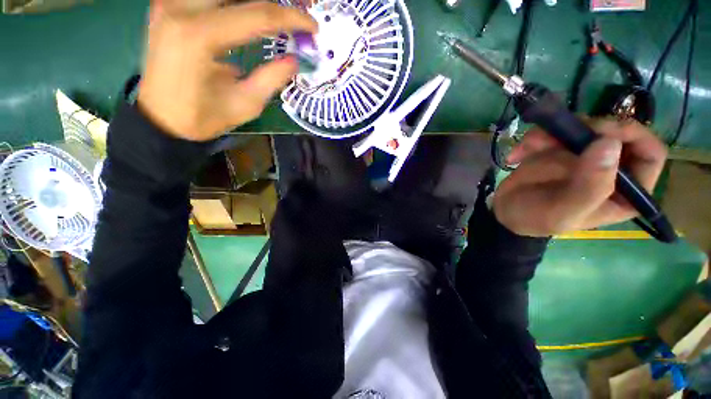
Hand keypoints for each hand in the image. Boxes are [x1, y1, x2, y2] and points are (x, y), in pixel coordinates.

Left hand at [138, 0, 316, 140]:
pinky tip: (249, 14)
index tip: (313, 27)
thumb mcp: (245, 104)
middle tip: (297, 9)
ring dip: (254, 1)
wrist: (160, 117)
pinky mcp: (169, 4)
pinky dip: (234, 4)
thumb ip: (271, 78)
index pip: (257, 14)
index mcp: (199, 35)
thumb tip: (294, 59)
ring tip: (277, 15)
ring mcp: (171, 1)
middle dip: (274, 1)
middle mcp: (180, 6)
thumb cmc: (201, 117)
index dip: (291, 18)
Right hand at [492, 119, 667, 236]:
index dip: (634, 136)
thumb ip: (589, 186)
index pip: (650, 154)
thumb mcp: (563, 211)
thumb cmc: (536, 219)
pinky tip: (517, 155)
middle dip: (587, 129)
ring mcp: (585, 155)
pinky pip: (555, 130)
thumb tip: (609, 143)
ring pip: (583, 126)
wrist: (505, 212)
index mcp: (625, 191)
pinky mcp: (561, 148)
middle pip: (617, 132)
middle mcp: (611, 168)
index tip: (603, 132)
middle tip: (560, 133)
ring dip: (553, 132)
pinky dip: (534, 138)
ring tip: (529, 146)